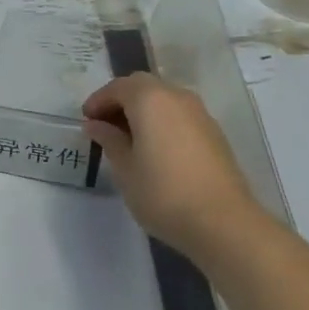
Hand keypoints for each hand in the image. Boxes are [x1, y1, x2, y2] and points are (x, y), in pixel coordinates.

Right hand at [82, 73, 266, 259]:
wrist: (223, 223)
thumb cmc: (162, 192)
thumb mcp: (124, 168)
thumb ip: (109, 140)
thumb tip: (96, 125)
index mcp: (150, 100)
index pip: (117, 88)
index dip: (98, 101)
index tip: (86, 121)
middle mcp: (177, 97)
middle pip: (143, 86)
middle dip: (120, 101)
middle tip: (105, 126)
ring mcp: (200, 114)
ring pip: (164, 99)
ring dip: (142, 111)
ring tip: (128, 139)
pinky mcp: (214, 133)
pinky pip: (179, 115)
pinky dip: (162, 122)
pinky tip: (154, 149)